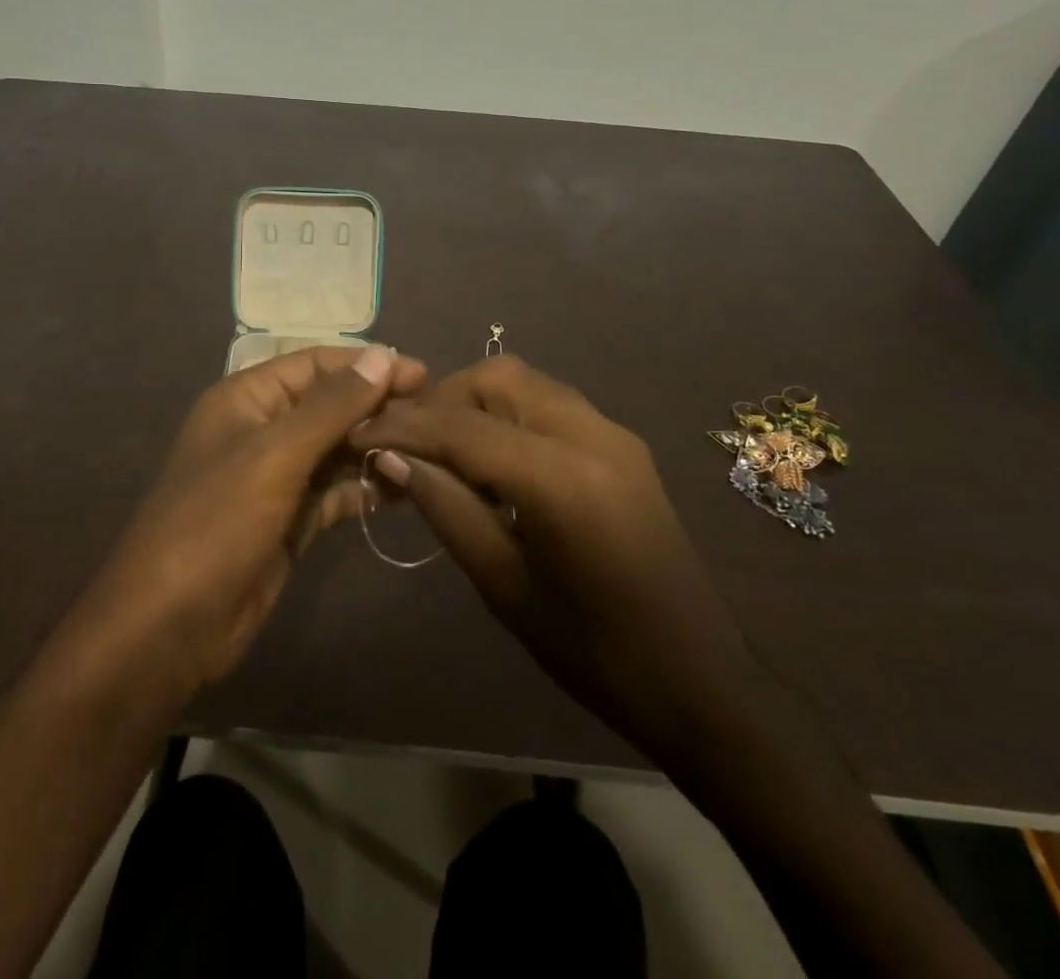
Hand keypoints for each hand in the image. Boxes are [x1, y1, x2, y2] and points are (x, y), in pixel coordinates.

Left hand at [82, 344, 425, 689]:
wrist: (169, 626)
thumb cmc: (216, 522)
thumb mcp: (275, 454)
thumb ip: (332, 406)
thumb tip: (383, 356)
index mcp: (248, 399)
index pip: (316, 365)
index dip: (368, 365)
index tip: (423, 375)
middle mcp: (262, 430)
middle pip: (330, 405)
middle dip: (377, 408)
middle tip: (434, 419)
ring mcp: (275, 477)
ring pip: (335, 449)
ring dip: (375, 449)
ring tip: (426, 455)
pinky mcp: (288, 520)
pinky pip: (333, 491)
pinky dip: (363, 489)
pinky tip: (400, 492)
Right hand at [351, 355, 756, 760]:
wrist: (699, 681)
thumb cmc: (594, 652)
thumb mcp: (505, 585)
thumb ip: (447, 509)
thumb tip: (392, 458)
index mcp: (562, 478)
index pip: (462, 427)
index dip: (404, 426)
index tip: (359, 434)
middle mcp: (591, 434)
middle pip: (497, 378)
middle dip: (442, 399)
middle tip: (406, 442)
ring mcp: (614, 434)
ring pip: (526, 383)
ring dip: (475, 401)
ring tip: (440, 447)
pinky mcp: (622, 446)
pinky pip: (551, 404)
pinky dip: (509, 413)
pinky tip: (490, 458)